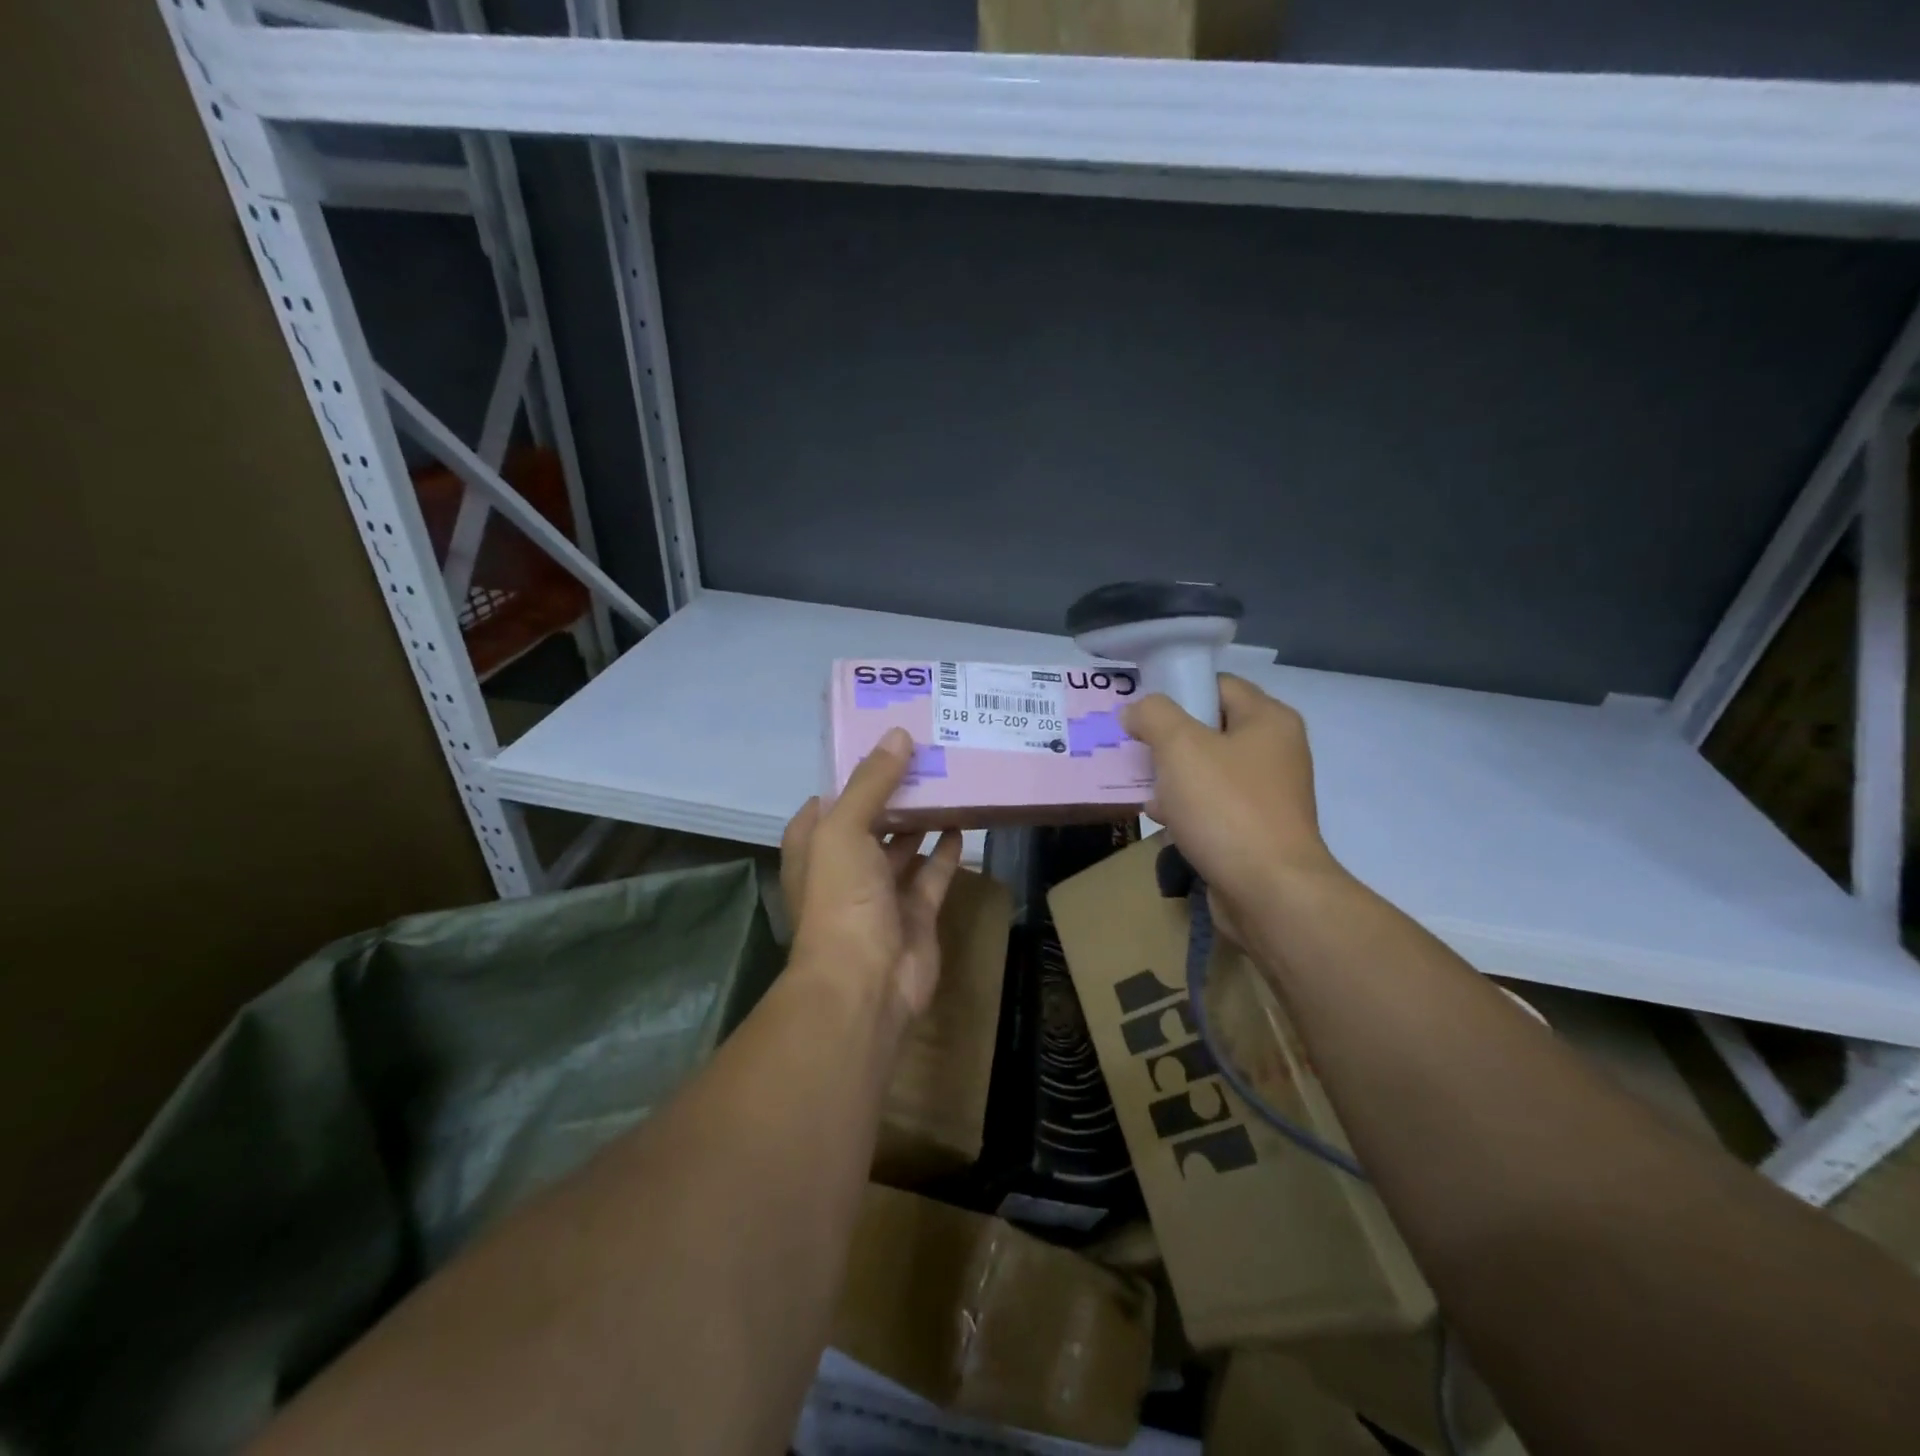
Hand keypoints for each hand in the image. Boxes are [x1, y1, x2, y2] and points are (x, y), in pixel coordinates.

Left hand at [780, 726, 963, 1026]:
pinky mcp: (916, 912)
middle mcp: (845, 866)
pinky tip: (963, 820)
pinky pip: (933, 873)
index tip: (887, 742)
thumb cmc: (841, 898)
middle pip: (872, 819)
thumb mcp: (843, 829)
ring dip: (922, 818)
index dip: (856, 773)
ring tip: (950, 780)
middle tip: (930, 753)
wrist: (865, 982)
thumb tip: (897, 735)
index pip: (832, 799)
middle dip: (896, 792)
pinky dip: (946, 850)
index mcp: (815, 846)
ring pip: (904, 845)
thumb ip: (871, 782)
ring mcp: (881, 892)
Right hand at [1122, 674, 1341, 916]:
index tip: (1140, 709)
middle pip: (1209, 728)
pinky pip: (1213, 806)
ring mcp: (1267, 794)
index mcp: (1268, 720)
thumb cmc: (1226, 807)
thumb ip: (1154, 715)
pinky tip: (1161, 818)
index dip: (1177, 690)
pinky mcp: (1256, 830)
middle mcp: (1274, 751)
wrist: (1269, 892)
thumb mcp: (1180, 746)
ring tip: (1140, 785)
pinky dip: (1186, 808)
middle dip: (1167, 738)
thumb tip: (1137, 710)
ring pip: (1207, 770)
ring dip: (1171, 776)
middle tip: (1133, 747)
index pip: (1217, 684)